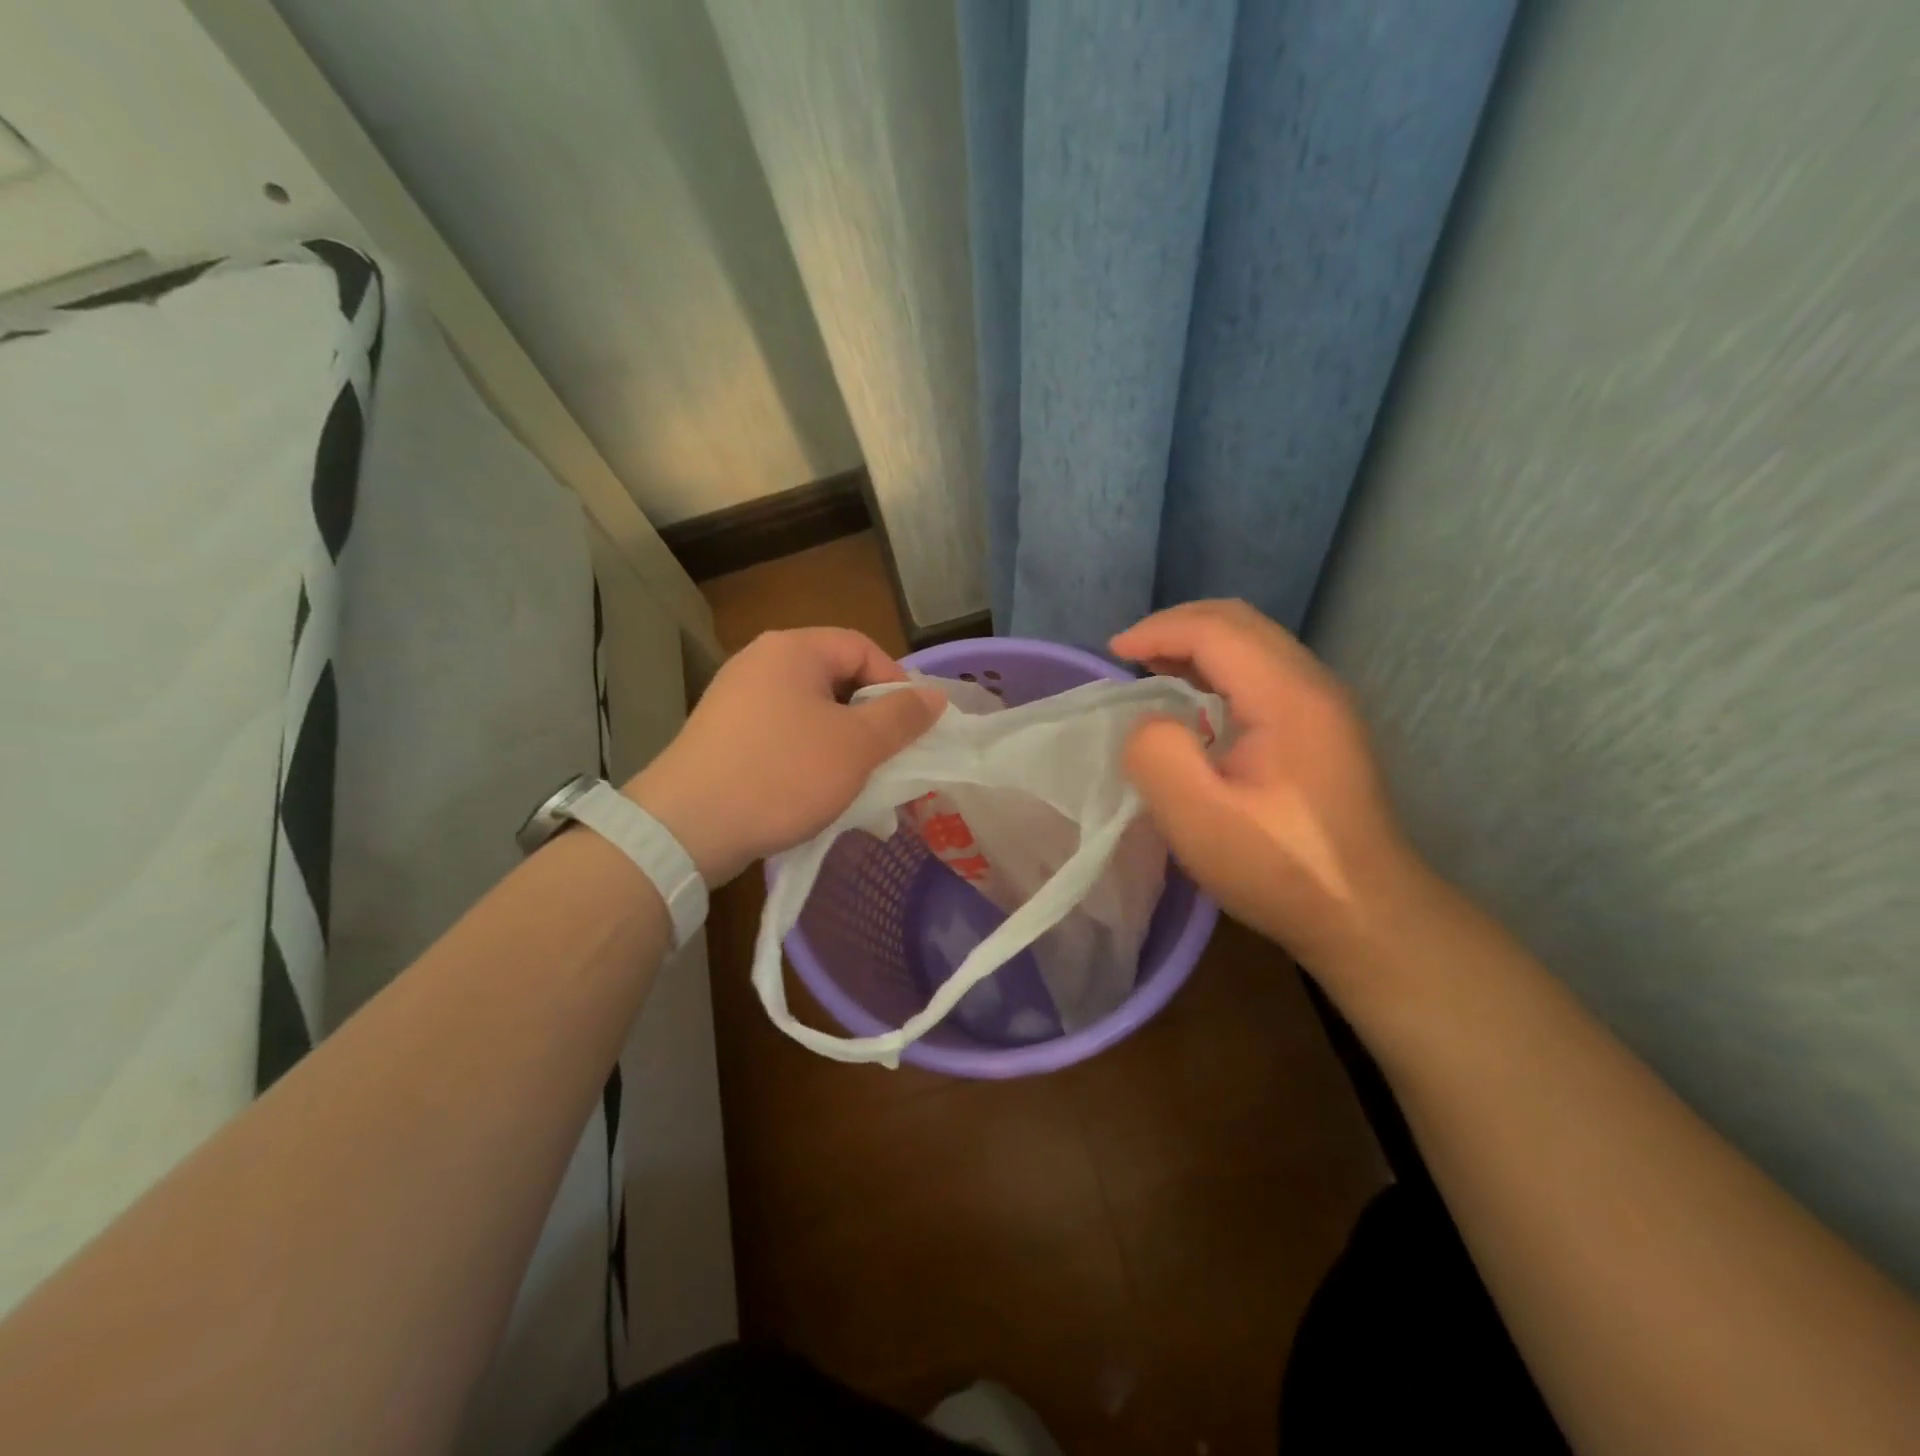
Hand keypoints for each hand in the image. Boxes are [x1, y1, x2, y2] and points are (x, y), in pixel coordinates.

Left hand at [624, 628, 941, 885]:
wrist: (687, 827)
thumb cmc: (783, 774)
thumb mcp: (856, 746)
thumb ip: (901, 717)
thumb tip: (935, 696)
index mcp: (792, 649)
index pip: (862, 647)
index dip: (896, 683)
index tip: (912, 727)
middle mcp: (760, 662)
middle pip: (836, 678)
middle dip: (870, 717)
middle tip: (890, 756)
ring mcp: (735, 698)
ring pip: (810, 710)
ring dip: (842, 741)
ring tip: (859, 779)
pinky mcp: (722, 734)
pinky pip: (782, 733)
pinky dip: (808, 755)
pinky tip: (817, 790)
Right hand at [1111, 600, 1426, 972]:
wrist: (1367, 915)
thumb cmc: (1280, 868)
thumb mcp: (1199, 818)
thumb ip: (1157, 754)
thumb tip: (1149, 723)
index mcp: (1286, 695)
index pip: (1215, 629)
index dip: (1158, 631)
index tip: (1112, 654)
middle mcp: (1312, 683)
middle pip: (1240, 622)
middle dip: (1177, 626)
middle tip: (1129, 654)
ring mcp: (1324, 704)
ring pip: (1255, 643)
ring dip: (1200, 644)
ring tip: (1153, 668)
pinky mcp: (1324, 727)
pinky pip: (1265, 671)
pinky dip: (1221, 668)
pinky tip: (1197, 702)